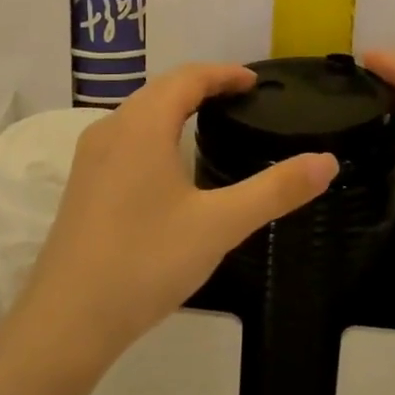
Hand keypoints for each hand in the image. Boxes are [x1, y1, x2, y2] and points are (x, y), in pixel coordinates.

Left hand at [10, 64, 338, 376]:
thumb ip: (275, 190)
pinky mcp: (82, 185)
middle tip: (241, 100)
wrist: (67, 320)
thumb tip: (327, 161)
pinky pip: (125, 138)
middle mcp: (110, 129)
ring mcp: (90, 158)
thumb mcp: (219, 225)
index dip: (224, 74)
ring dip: (175, 108)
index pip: (187, 78)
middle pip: (160, 90)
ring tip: (211, 124)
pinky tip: (170, 165)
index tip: (255, 83)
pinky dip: (156, 131)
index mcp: (142, 125)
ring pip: (139, 114)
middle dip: (202, 86)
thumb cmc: (146, 262)